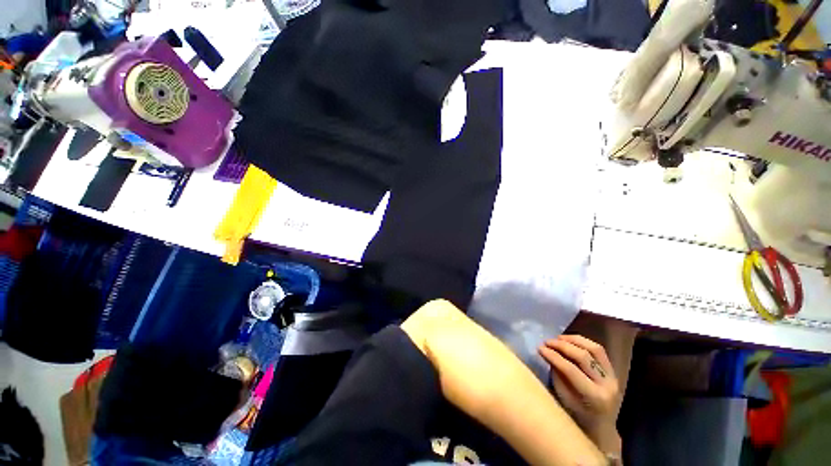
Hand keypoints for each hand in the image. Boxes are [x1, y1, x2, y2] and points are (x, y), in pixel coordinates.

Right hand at [539, 335, 621, 453]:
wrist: (601, 426)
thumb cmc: (577, 415)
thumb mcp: (564, 397)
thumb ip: (557, 374)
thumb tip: (547, 352)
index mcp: (594, 397)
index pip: (571, 370)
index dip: (554, 356)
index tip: (540, 348)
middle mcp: (607, 385)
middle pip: (584, 357)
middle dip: (562, 346)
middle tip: (547, 341)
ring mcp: (613, 377)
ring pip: (594, 349)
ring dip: (574, 340)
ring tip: (558, 338)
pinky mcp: (613, 371)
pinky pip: (599, 351)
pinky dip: (582, 342)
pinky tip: (570, 341)